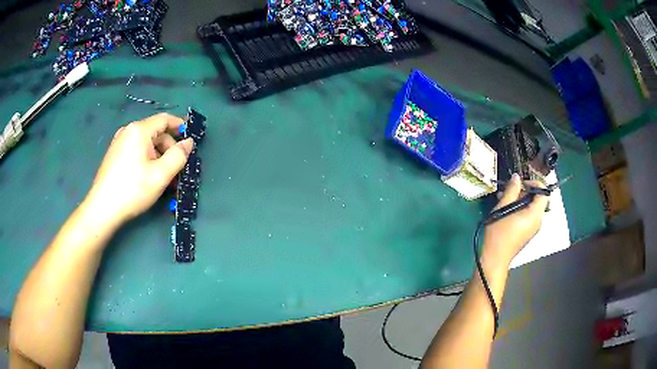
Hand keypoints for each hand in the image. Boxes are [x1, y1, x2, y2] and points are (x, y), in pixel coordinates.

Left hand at [83, 113, 193, 227]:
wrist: (102, 209)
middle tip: (177, 171)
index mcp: (139, 130)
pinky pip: (136, 151)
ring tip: (164, 179)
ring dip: (159, 158)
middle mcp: (128, 131)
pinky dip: (147, 160)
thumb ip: (178, 156)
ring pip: (146, 144)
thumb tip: (189, 142)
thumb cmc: (132, 190)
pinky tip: (149, 178)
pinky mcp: (114, 155)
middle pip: (156, 133)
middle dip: (169, 149)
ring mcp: (119, 142)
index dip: (180, 127)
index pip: (165, 119)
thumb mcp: (161, 175)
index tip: (191, 140)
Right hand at [482, 173, 549, 268]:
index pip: (543, 192)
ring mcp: (533, 228)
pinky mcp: (527, 233)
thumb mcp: (502, 208)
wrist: (495, 259)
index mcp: (535, 214)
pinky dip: (519, 209)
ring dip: (519, 200)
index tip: (520, 183)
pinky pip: (527, 216)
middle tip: (508, 191)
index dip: (534, 183)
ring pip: (531, 207)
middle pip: (537, 199)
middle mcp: (537, 221)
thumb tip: (516, 177)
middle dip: (523, 192)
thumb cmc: (499, 234)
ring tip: (503, 199)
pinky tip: (505, 210)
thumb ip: (511, 190)